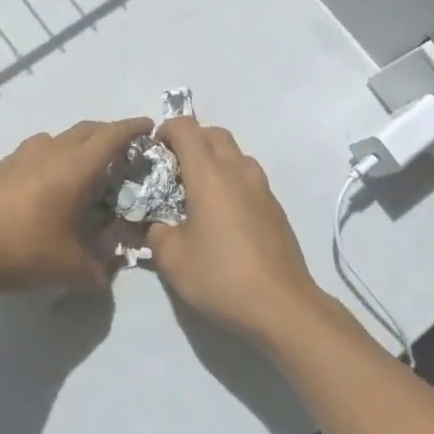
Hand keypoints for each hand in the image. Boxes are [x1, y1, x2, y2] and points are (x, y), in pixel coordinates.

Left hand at [0, 118, 152, 293]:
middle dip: (108, 134)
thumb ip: (99, 266)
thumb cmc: (21, 251)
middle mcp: (48, 151)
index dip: (132, 128)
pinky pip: (33, 154)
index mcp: (74, 167)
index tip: (148, 125)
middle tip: (122, 151)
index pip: (111, 136)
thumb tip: (110, 266)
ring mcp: (18, 156)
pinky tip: (43, 188)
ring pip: (56, 139)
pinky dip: (49, 161)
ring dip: (75, 146)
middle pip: (85, 130)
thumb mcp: (71, 268)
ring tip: (82, 170)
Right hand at [147, 118, 329, 345]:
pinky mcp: (275, 207)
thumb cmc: (221, 276)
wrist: (281, 305)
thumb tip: (153, 224)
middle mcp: (238, 170)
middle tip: (172, 170)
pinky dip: (231, 181)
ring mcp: (262, 187)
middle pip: (214, 134)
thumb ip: (154, 232)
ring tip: (196, 193)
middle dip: (190, 141)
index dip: (165, 130)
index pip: (185, 127)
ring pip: (235, 154)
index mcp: (209, 174)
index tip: (152, 153)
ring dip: (214, 160)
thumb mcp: (172, 259)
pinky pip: (248, 178)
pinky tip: (221, 216)